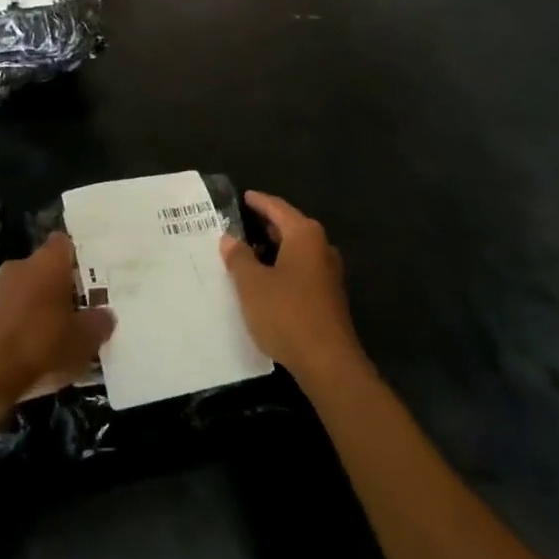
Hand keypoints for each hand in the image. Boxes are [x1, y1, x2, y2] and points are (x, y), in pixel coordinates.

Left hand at [0, 233, 113, 432]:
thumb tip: (105, 315)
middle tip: (84, 311)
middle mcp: (21, 266)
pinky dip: (24, 329)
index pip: (65, 243)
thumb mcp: (84, 340)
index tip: (94, 276)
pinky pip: (12, 314)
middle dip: (63, 289)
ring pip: (29, 293)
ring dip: (43, 310)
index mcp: (48, 261)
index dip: (79, 257)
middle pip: (47, 269)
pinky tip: (36, 356)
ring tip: (62, 340)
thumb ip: (99, 323)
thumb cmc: (39, 345)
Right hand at [221, 191, 362, 382]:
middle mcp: (321, 247)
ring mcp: (328, 273)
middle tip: (240, 223)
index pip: (277, 208)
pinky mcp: (329, 296)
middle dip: (266, 224)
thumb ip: (239, 258)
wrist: (328, 362)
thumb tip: (230, 239)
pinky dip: (283, 267)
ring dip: (274, 249)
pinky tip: (266, 279)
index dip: (258, 201)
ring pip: (296, 250)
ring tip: (248, 251)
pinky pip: (302, 269)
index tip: (243, 196)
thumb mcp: (252, 284)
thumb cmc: (286, 313)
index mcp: (305, 235)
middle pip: (290, 227)